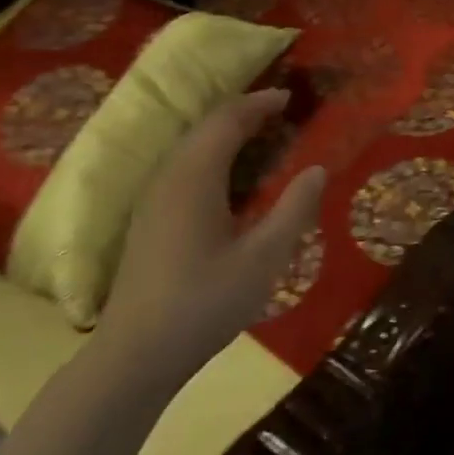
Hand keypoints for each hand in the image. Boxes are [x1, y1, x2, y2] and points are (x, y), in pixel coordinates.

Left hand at [97, 88, 324, 392]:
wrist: (135, 356)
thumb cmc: (204, 303)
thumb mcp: (263, 258)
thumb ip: (294, 209)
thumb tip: (318, 168)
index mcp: (194, 179)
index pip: (226, 121)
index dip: (258, 104)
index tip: (290, 98)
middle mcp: (168, 179)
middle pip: (204, 129)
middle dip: (242, 113)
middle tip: (280, 112)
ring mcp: (153, 202)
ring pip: (189, 148)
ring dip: (225, 133)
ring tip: (261, 136)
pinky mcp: (149, 222)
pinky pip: (183, 168)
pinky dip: (212, 156)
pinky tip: (230, 179)